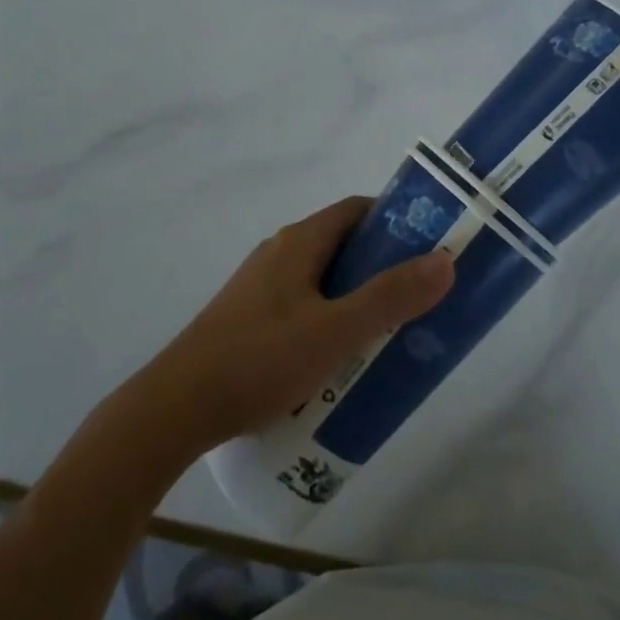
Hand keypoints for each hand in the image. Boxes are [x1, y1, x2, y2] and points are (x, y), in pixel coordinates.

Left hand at [139, 197, 454, 452]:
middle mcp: (280, 253)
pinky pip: (303, 306)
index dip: (396, 221)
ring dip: (356, 298)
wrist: (175, 408)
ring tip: (388, 334)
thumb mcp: (335, 331)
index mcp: (300, 242)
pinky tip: (339, 361)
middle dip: (382, 267)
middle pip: (342, 246)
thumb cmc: (259, 360)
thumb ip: (390, 297)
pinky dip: (330, 320)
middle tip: (418, 298)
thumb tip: (445, 260)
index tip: (430, 246)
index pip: (357, 211)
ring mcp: (260, 287)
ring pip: (323, 280)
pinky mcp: (248, 319)